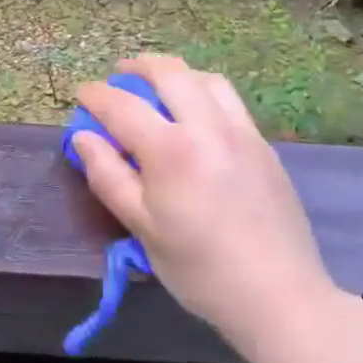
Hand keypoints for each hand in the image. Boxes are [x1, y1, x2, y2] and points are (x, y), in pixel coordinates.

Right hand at [74, 56, 344, 358]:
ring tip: (157, 86)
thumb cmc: (200, 269)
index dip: (96, 95)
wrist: (280, 296)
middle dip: (137, 67)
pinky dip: (203, 89)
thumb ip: (108, 176)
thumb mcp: (142, 228)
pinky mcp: (262, 143)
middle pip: (168, 72)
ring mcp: (240, 131)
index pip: (122, 105)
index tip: (82, 93)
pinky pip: (228, 97)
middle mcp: (207, 126)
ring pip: (204, 77)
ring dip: (174, 73)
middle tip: (118, 77)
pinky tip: (195, 111)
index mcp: (171, 150)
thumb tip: (83, 137)